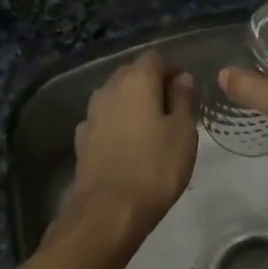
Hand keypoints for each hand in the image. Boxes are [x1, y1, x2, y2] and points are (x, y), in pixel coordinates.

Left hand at [65, 50, 197, 235]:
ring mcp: (91, 113)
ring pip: (116, 96)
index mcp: (136, 80)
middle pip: (132, 73)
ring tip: (151, 128)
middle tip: (173, 110)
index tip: (187, 90)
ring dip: (133, 104)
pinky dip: (118, 124)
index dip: (173, 69)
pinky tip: (128, 145)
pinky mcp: (81, 138)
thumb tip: (181, 78)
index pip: (155, 57)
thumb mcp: (184, 132)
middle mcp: (109, 88)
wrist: (108, 211)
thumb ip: (184, 99)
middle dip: (152, 84)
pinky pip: (105, 119)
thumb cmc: (155, 168)